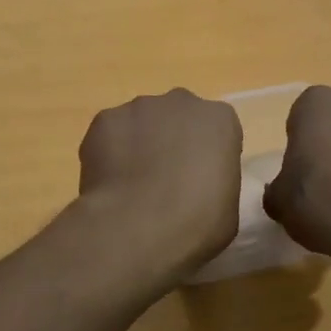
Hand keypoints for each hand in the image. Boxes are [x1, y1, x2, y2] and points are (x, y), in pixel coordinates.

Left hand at [76, 89, 242, 281]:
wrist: (139, 227)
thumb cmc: (197, 223)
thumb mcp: (227, 208)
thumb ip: (214, 183)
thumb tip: (195, 187)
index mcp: (220, 120)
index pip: (217, 130)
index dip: (206, 156)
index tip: (199, 182)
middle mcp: (181, 102)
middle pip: (177, 118)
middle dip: (171, 141)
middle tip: (165, 181)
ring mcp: (138, 108)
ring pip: (140, 123)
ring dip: (138, 145)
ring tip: (131, 186)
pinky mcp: (104, 120)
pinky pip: (109, 134)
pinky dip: (108, 153)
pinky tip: (109, 184)